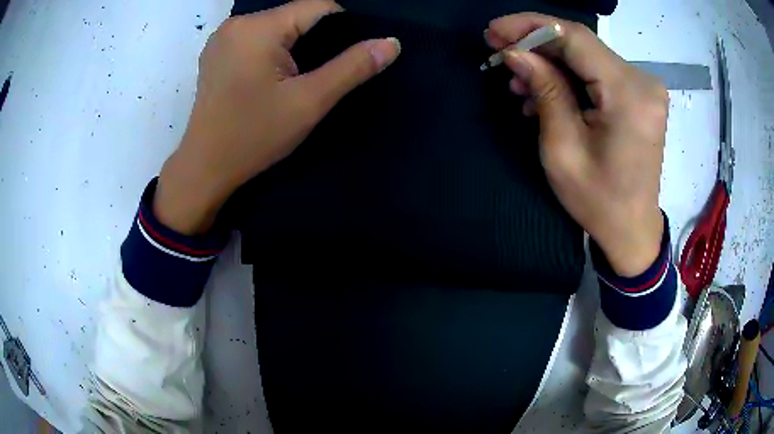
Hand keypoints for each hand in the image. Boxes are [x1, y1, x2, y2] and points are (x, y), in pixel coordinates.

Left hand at [154, 0, 400, 234]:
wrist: (205, 167)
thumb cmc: (253, 136)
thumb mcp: (309, 102)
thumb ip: (352, 67)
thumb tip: (391, 42)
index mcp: (258, 27)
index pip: (318, 6)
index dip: (343, 27)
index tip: (350, 55)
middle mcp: (237, 23)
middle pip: (296, 15)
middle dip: (318, 38)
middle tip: (322, 73)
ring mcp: (223, 37)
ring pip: (277, 26)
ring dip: (296, 44)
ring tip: (300, 76)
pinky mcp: (217, 52)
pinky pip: (257, 38)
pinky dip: (274, 49)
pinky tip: (274, 75)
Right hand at [487, 14, 667, 276]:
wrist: (632, 229)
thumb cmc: (598, 200)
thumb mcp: (562, 149)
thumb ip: (544, 91)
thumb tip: (514, 52)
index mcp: (628, 94)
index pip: (575, 37)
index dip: (530, 26)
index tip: (494, 32)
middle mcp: (642, 81)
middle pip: (581, 43)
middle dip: (536, 43)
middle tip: (499, 52)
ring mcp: (644, 87)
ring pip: (587, 56)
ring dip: (550, 62)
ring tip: (519, 82)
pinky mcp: (639, 94)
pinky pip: (597, 72)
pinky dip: (569, 75)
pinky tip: (545, 92)